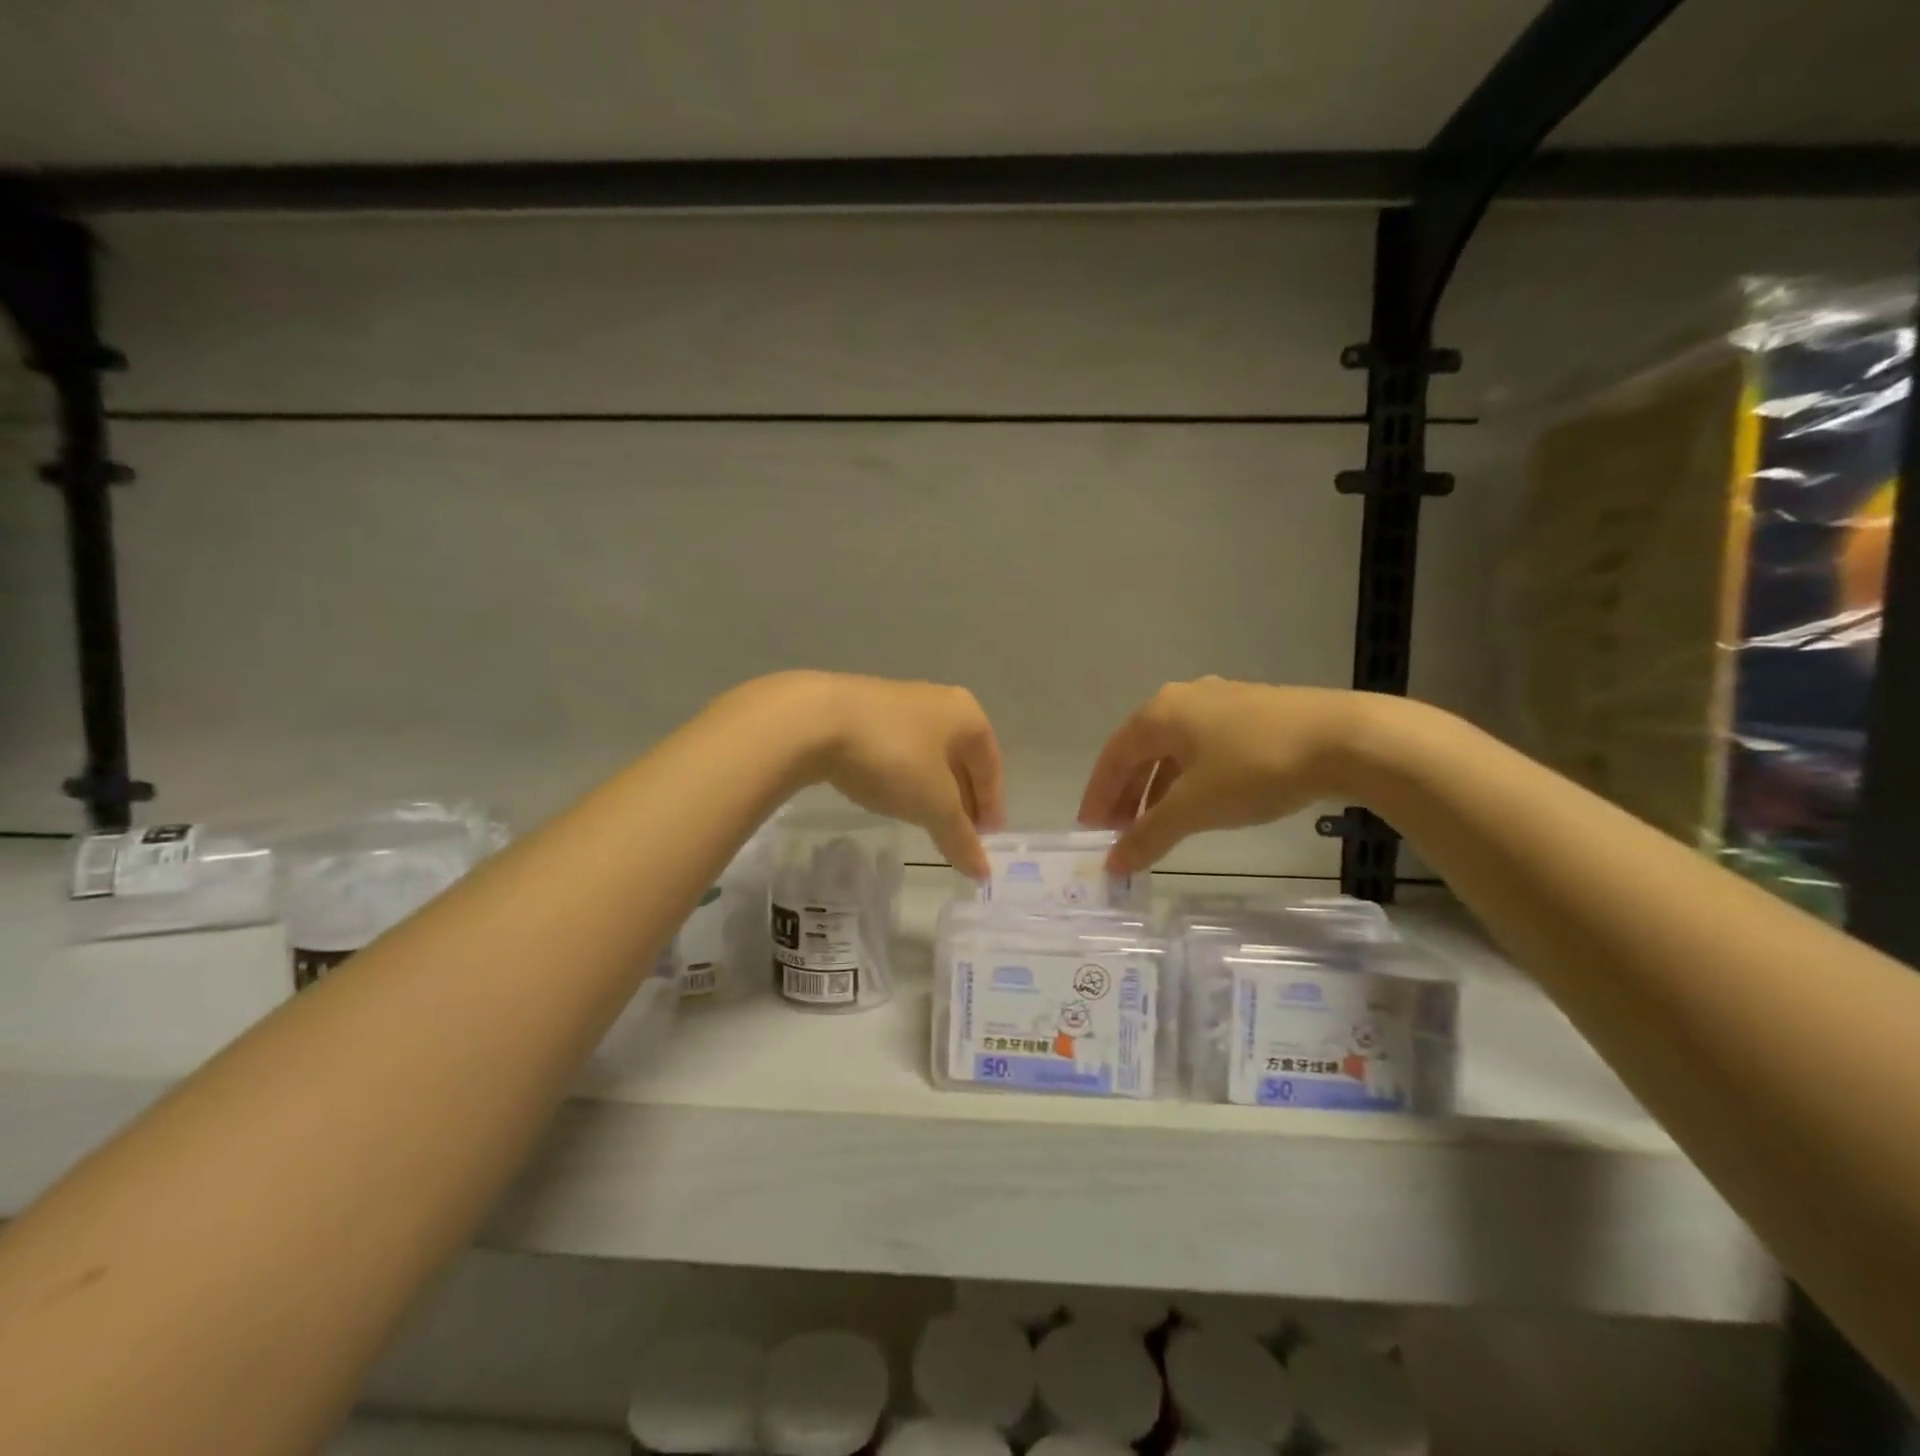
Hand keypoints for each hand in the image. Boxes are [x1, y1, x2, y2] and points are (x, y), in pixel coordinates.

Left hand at [795, 673, 1006, 879]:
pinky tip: (893, 796)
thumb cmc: (893, 757)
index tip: (987, 839)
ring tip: (929, 820)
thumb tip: (983, 872)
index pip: (991, 767)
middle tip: (961, 835)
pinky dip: (905, 777)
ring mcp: (900, 703)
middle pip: (962, 760)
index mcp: (967, 716)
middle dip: (963, 798)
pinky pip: (899, 750)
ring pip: (929, 755)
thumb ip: (960, 837)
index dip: (992, 806)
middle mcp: (939, 703)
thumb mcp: (933, 804)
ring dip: (934, 789)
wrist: (815, 721)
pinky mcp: (865, 712)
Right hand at [1078, 677, 1372, 872]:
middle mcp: (1184, 700)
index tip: (1090, 831)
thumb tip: (1113, 864)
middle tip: (1118, 833)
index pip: (1113, 757)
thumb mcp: (1195, 807)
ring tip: (1153, 826)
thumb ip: (1149, 835)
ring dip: (1157, 790)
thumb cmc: (1255, 768)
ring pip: (1174, 752)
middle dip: (1127, 795)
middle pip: (1141, 752)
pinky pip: (1203, 750)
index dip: (1098, 796)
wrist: (1346, 739)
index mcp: (1160, 713)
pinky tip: (1197, 804)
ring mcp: (1222, 703)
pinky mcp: (1253, 714)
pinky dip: (1188, 780)